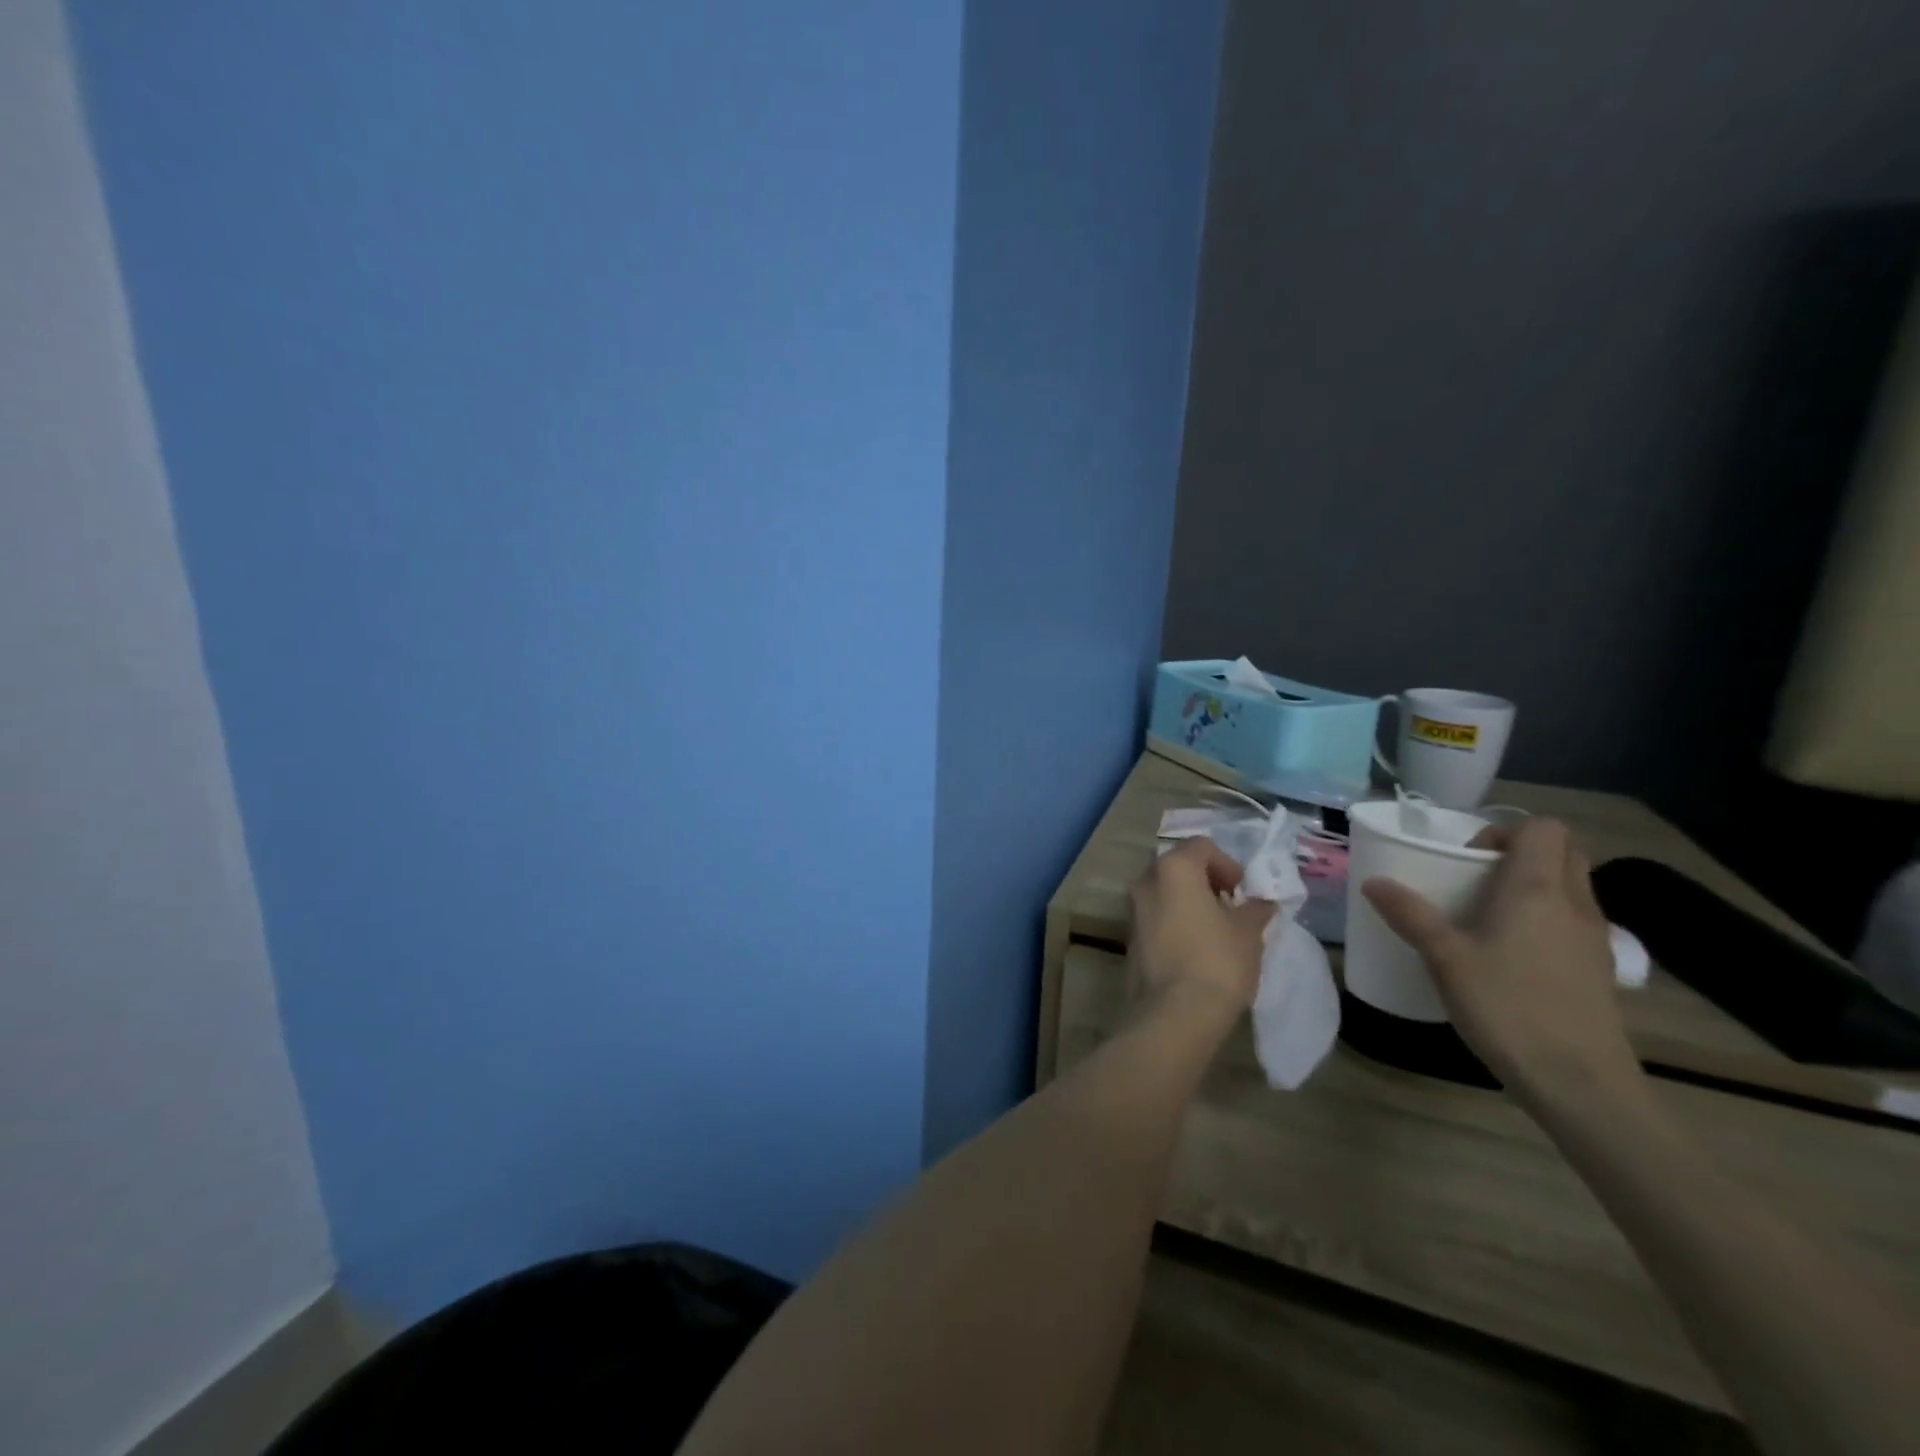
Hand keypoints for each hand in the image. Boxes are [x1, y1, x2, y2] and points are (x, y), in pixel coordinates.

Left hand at [1129, 838, 1274, 1025]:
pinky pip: (1157, 918)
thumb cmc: (1217, 961)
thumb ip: (1255, 909)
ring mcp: (1133, 910)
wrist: (1175, 1013)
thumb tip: (1260, 902)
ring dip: (1190, 903)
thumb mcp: (1249, 932)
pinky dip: (1176, 923)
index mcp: (1173, 868)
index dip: (1228, 864)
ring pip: (1166, 893)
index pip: (1202, 846)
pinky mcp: (1129, 938)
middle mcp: (1146, 881)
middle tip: (1232, 908)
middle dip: (1207, 882)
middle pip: (1180, 867)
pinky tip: (1198, 950)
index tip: (1244, 892)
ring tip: (1218, 931)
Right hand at [1360, 818, 1640, 1110]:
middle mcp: (1574, 903)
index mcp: (1537, 889)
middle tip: (1477, 879)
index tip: (1469, 860)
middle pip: (1564, 852)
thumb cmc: (1508, 1008)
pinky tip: (1513, 954)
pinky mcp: (1599, 969)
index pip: (1543, 828)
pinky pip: (1574, 921)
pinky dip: (1547, 919)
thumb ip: (1410, 915)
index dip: (1505, 831)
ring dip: (1535, 886)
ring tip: (1488, 917)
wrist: (1581, 1084)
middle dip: (1521, 853)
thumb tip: (1373, 882)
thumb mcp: (1445, 959)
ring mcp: (1594, 938)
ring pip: (1571, 886)